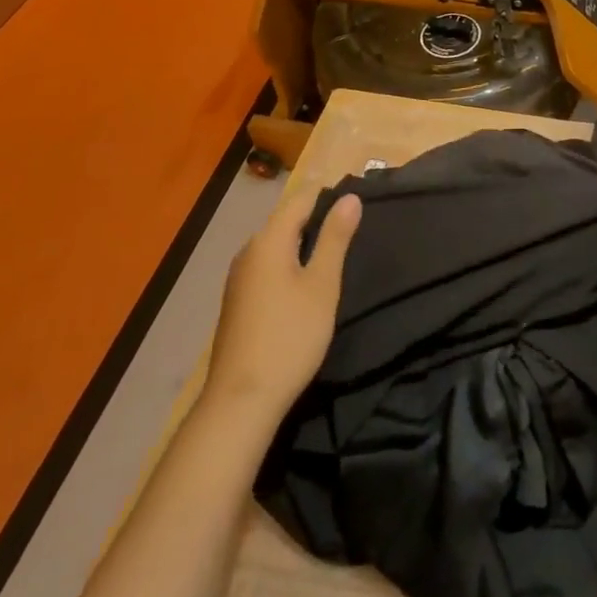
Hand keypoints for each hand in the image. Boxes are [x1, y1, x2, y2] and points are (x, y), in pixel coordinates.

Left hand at [203, 177, 361, 423]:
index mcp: (268, 240)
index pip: (301, 198)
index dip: (329, 195)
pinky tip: (306, 284)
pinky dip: (290, 264)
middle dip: (318, 218)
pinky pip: (268, 267)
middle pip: (286, 220)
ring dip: (304, 243)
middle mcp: (249, 252)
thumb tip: (349, 197)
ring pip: (277, 245)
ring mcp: (239, 279)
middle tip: (354, 229)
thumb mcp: (322, 285)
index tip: (358, 202)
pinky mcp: (238, 302)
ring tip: (336, 254)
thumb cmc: (290, 337)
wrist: (241, 401)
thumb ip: (335, 238)